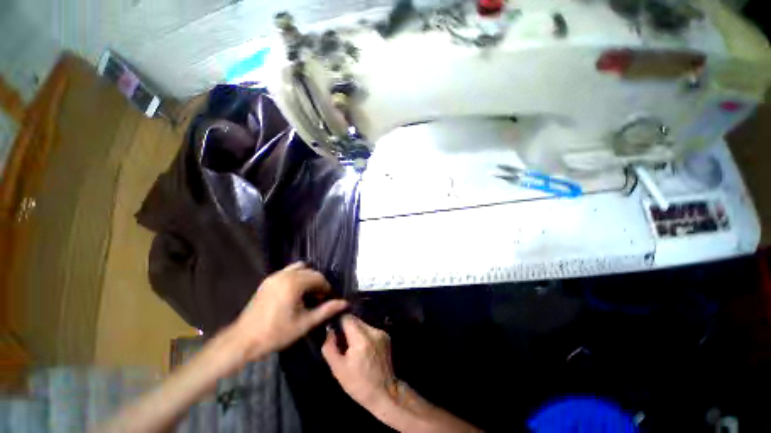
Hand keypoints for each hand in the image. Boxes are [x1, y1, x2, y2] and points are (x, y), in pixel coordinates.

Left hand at [232, 262, 348, 359]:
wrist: (243, 340)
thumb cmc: (276, 333)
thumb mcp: (305, 323)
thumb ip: (326, 310)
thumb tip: (345, 303)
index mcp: (294, 283)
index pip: (319, 278)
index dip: (326, 288)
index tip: (328, 300)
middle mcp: (285, 274)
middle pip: (311, 272)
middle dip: (318, 283)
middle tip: (319, 299)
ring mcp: (275, 276)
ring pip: (300, 269)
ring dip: (308, 278)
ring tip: (308, 294)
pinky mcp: (268, 280)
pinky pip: (288, 271)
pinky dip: (296, 277)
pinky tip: (295, 293)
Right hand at [322, 314, 395, 408]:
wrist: (384, 393)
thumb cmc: (358, 384)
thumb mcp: (338, 369)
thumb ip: (330, 347)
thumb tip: (329, 330)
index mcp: (361, 338)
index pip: (347, 318)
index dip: (338, 322)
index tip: (334, 331)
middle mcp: (373, 331)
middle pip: (355, 319)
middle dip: (346, 328)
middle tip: (342, 343)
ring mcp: (381, 332)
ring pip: (362, 324)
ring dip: (355, 332)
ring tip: (352, 348)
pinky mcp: (386, 336)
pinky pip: (370, 329)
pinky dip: (364, 335)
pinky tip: (363, 349)